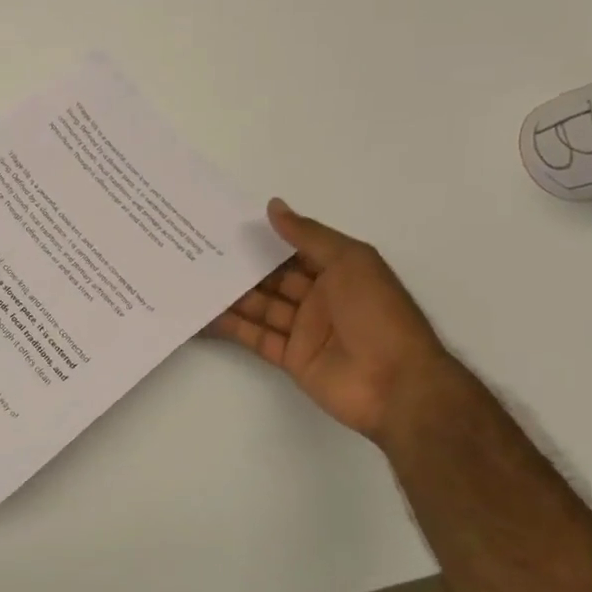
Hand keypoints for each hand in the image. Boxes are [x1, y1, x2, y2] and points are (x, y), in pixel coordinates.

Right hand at [207, 199, 454, 440]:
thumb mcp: (350, 262)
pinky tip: (205, 314)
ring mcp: (304, 330)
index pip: (296, 250)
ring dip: (232, 294)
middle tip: (200, 250)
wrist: (396, 384)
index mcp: (339, 272)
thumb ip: (309, 235)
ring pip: (261, 306)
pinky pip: (255, 337)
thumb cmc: (378, 314)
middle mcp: (320, 298)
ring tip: (195, 278)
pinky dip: (231, 327)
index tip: (228, 224)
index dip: (266, 238)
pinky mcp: (290, 357)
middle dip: (243, 265)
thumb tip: (273, 206)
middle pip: (274, 278)